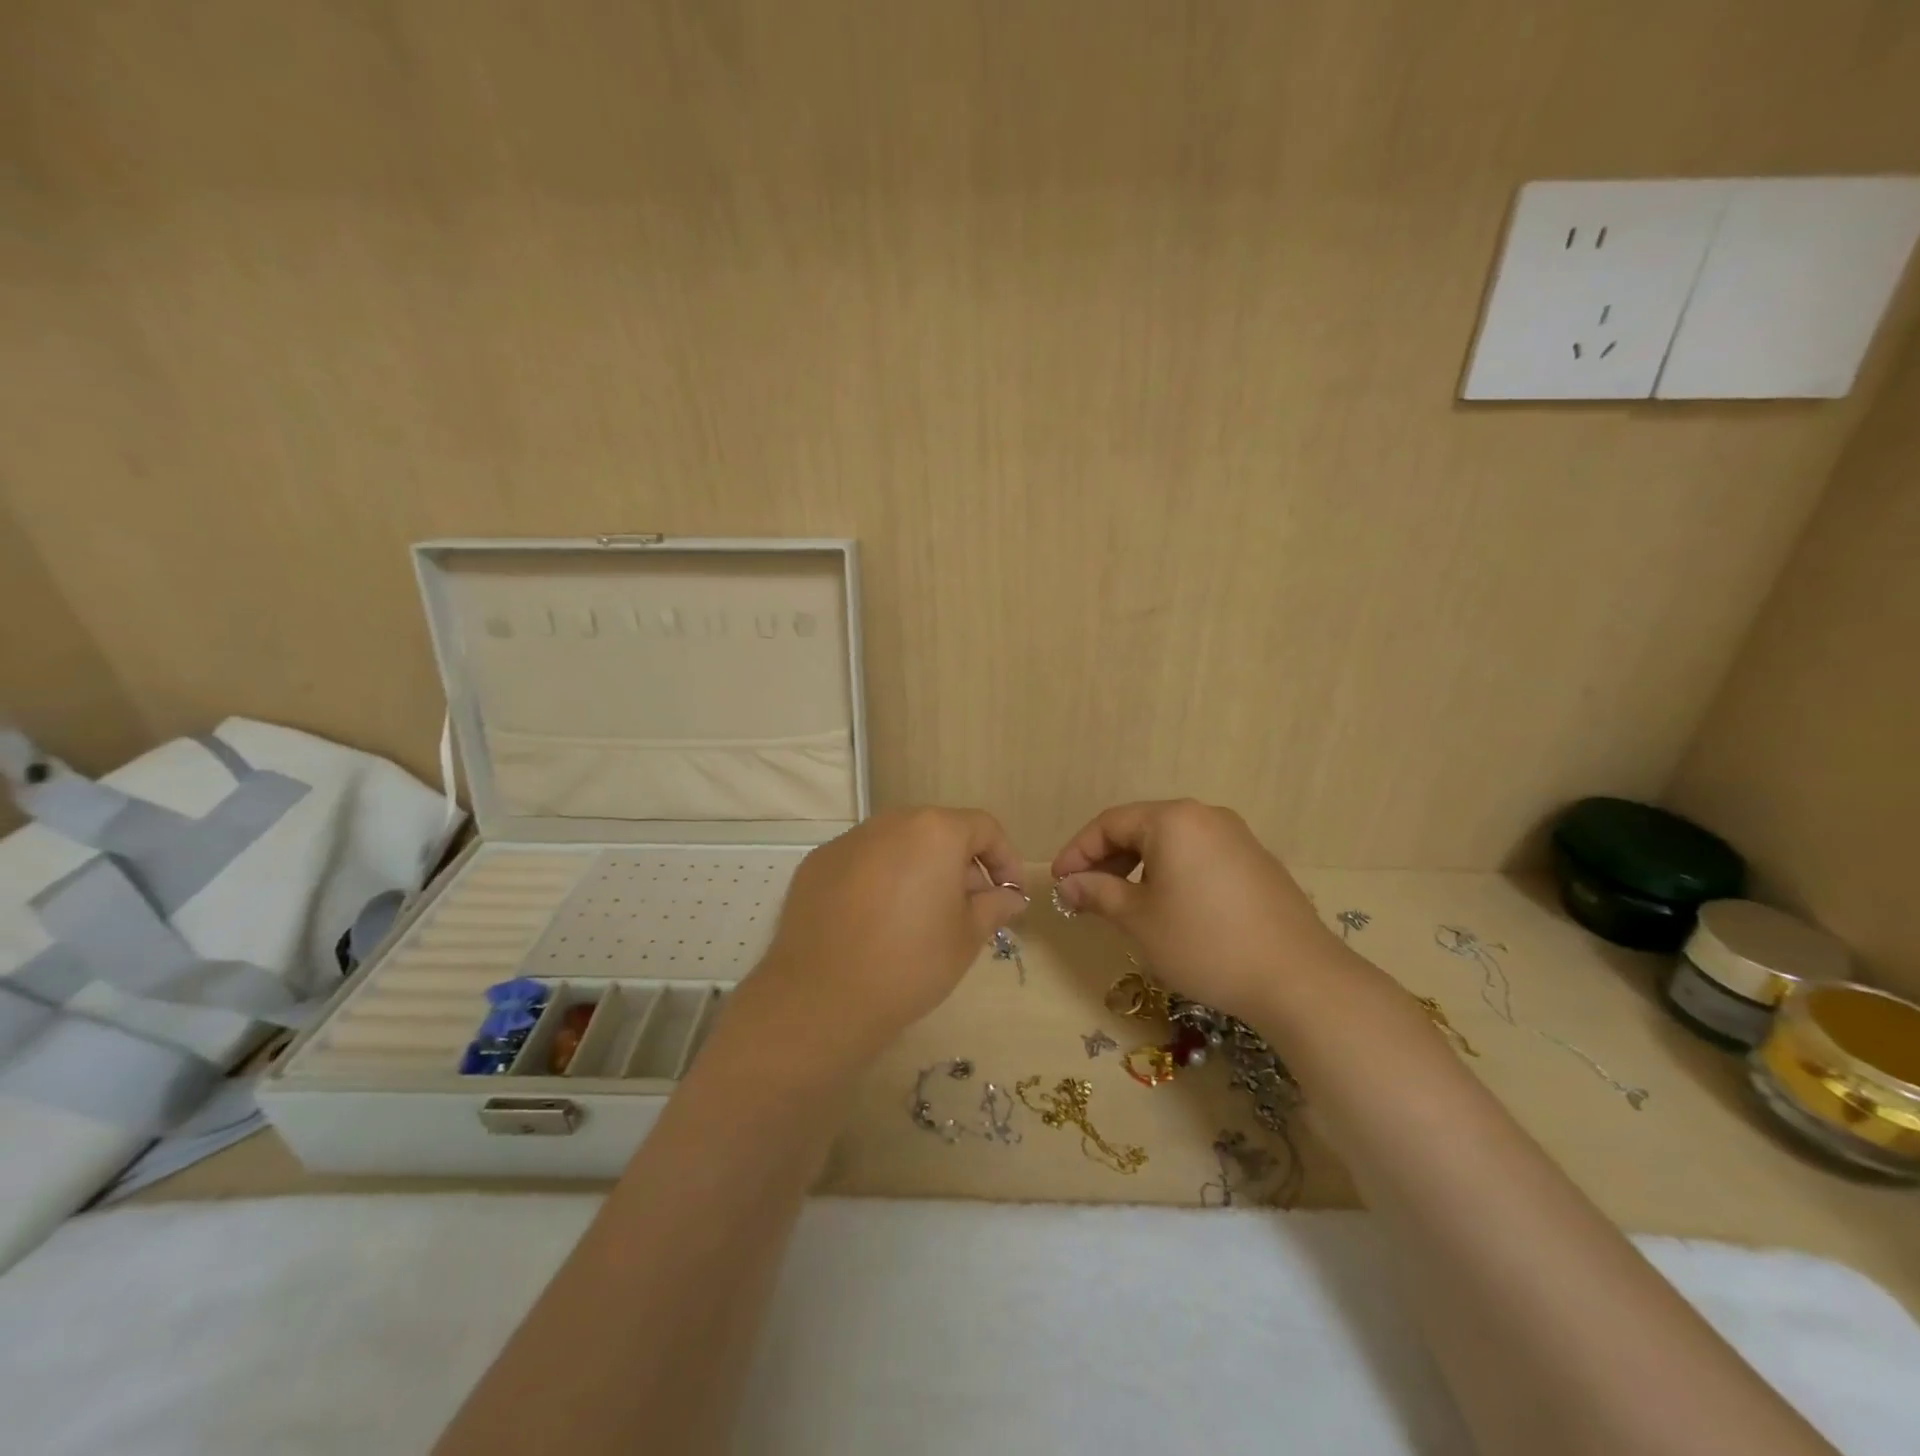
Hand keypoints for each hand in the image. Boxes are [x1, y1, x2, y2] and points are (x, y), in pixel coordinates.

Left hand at [743, 808, 1027, 1067]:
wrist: (821, 999)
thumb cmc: (910, 964)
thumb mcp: (966, 938)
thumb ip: (994, 906)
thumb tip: (1010, 897)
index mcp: (934, 832)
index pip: (983, 828)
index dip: (1004, 858)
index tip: (1009, 893)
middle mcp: (890, 823)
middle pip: (938, 831)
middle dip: (961, 864)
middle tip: (969, 908)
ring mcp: (848, 840)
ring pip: (898, 845)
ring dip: (919, 869)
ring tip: (921, 916)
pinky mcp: (817, 863)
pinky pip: (863, 861)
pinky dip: (880, 879)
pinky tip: (877, 921)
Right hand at [1051, 800, 1341, 1021]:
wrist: (1298, 978)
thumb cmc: (1204, 943)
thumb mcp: (1139, 920)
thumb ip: (1098, 893)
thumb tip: (1068, 884)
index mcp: (1173, 820)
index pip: (1110, 823)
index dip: (1078, 851)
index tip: (1059, 882)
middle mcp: (1205, 816)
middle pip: (1141, 827)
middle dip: (1107, 858)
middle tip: (1085, 893)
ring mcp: (1236, 837)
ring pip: (1171, 842)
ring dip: (1138, 866)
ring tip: (1122, 902)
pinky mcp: (1257, 862)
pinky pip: (1199, 855)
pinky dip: (1171, 873)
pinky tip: (1168, 906)